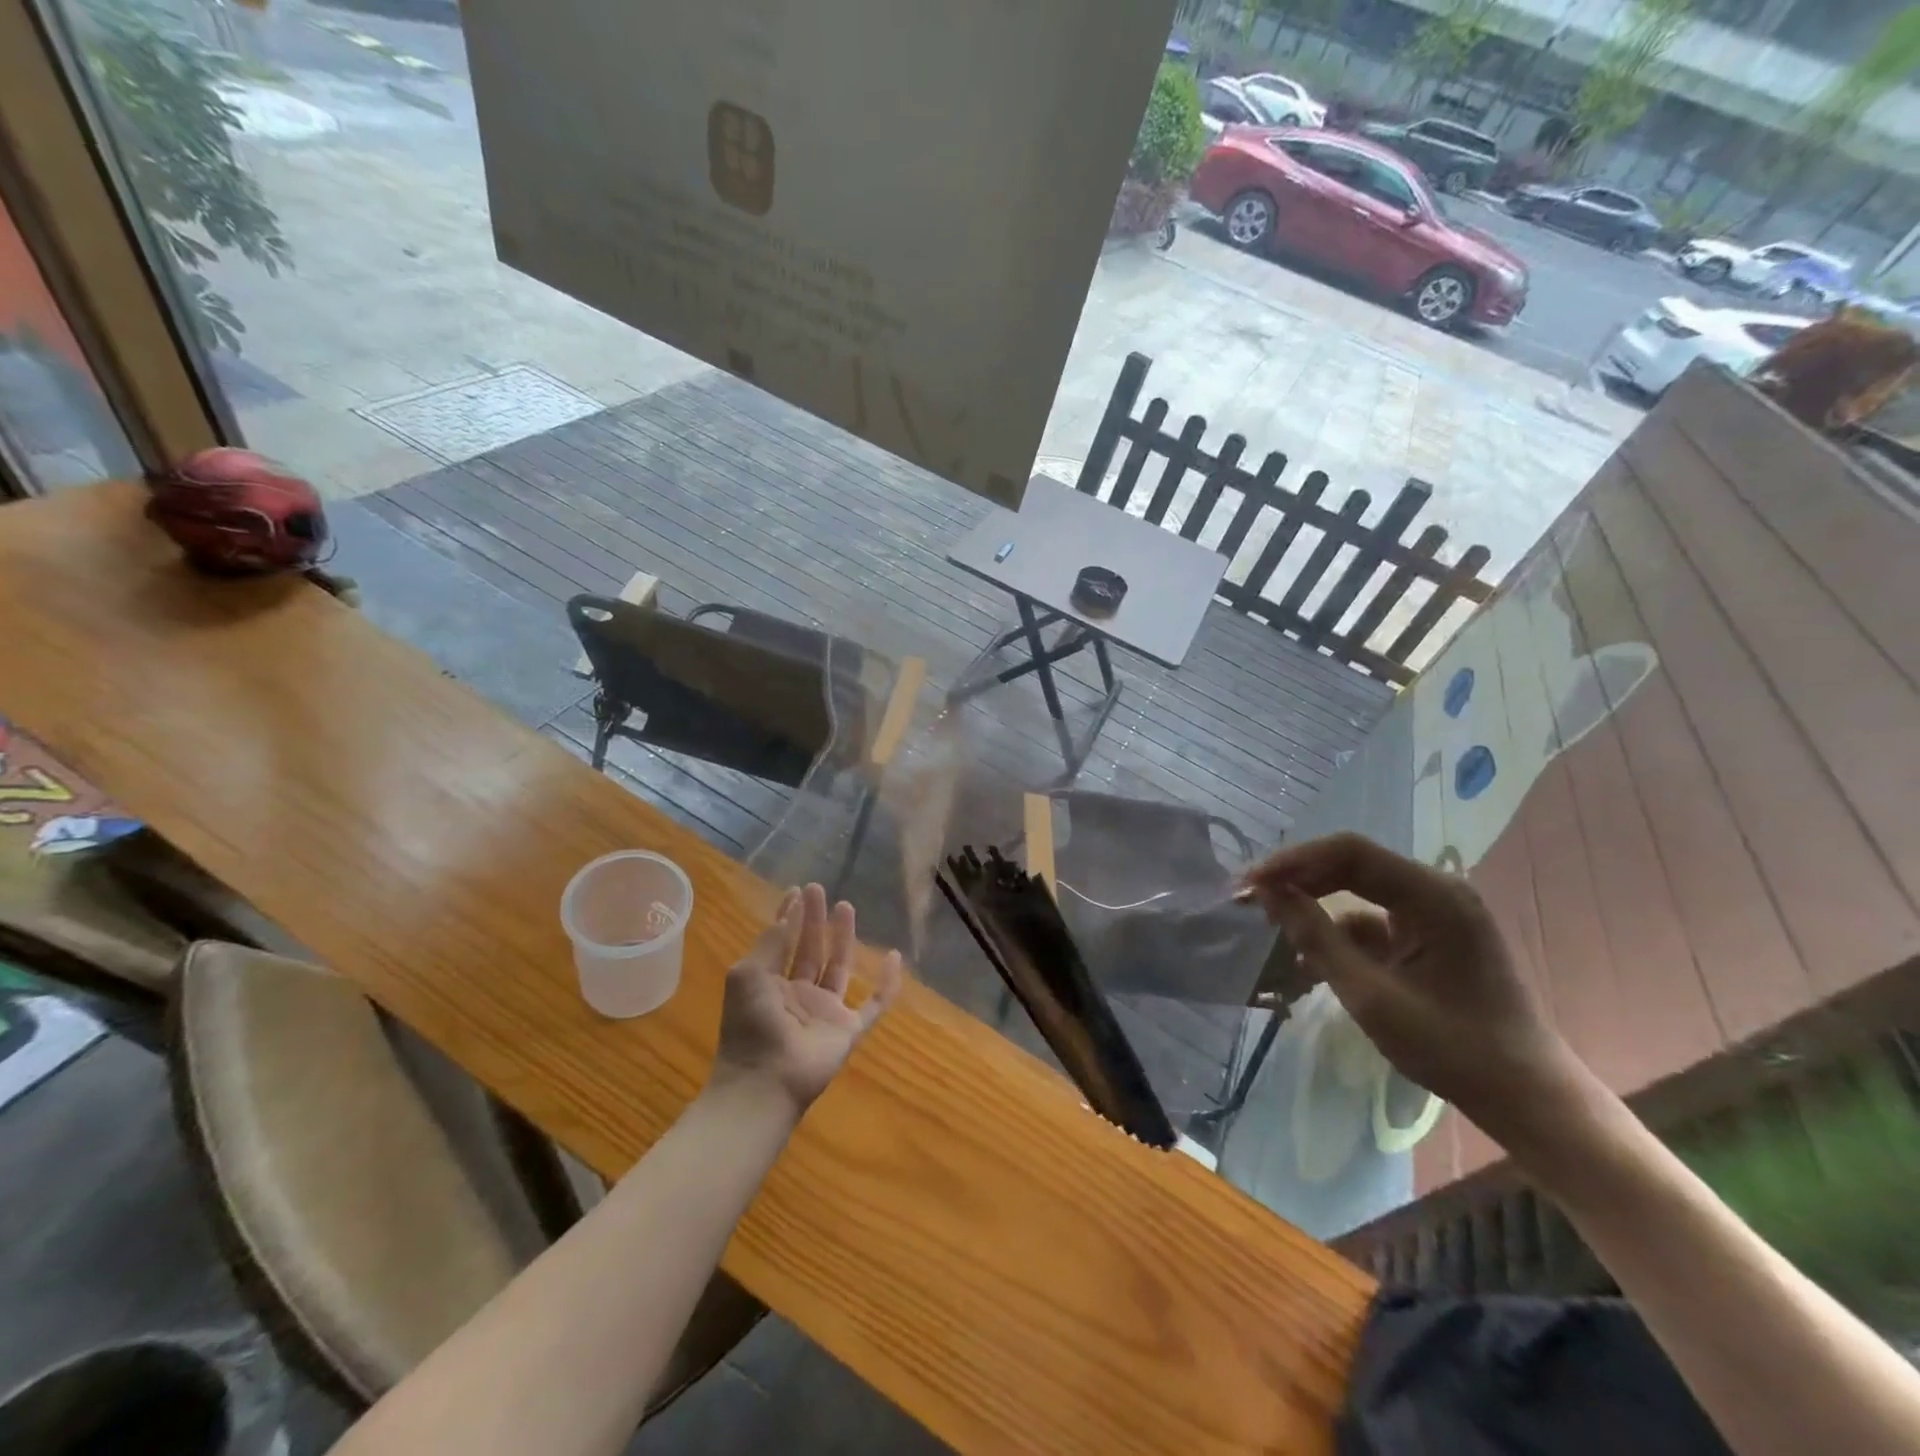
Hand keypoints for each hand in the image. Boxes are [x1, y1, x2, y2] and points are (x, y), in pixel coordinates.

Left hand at [711, 883, 903, 1119]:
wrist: (765, 1081)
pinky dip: (887, 983)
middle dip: (815, 920)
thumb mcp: (748, 975)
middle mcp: (798, 995)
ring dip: (843, 938)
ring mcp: (825, 1012)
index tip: (797, 891)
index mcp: (769, 984)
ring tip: (846, 906)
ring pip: (839, 967)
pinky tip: (894, 957)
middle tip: (819, 889)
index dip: (789, 917)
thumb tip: (787, 913)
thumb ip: (770, 943)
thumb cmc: (751, 1025)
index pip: (782, 943)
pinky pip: (874, 1004)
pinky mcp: (849, 1030)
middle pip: (810, 950)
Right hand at [1241, 832, 1578, 1144]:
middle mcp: (1437, 890)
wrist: (1528, 1099)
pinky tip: (1310, 958)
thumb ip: (1316, 938)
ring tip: (1271, 927)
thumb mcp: (1370, 996)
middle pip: (1351, 866)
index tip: (1250, 883)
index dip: (1293, 860)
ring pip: (1358, 892)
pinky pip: (1374, 920)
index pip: (1348, 852)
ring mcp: (1437, 913)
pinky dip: (1340, 933)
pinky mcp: (1432, 937)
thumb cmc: (1453, 1048)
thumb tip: (1268, 894)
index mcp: (1433, 894)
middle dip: (1298, 879)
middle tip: (1250, 899)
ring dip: (1315, 906)